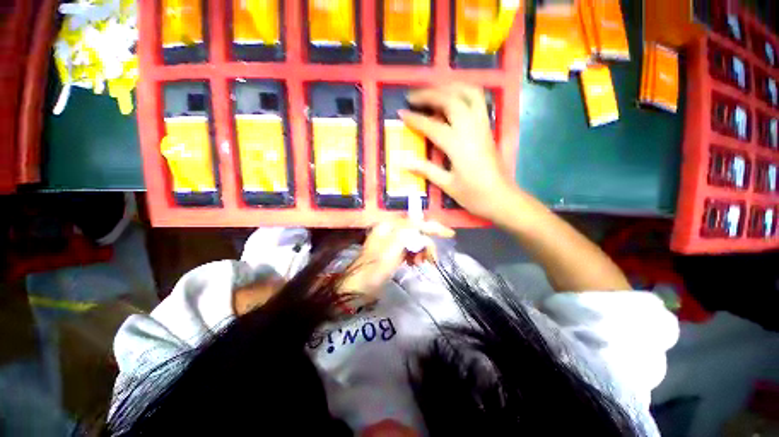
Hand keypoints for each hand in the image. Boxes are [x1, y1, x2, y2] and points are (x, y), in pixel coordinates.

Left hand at [341, 219, 454, 298]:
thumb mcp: (393, 247)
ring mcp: (391, 242)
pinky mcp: (393, 252)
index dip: (433, 227)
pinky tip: (414, 264)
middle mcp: (391, 230)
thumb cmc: (375, 267)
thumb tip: (422, 222)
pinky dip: (415, 256)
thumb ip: (409, 231)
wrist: (359, 286)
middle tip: (432, 259)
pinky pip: (409, 250)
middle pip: (416, 232)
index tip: (449, 234)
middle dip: (426, 244)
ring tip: (420, 263)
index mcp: (389, 225)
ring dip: (421, 251)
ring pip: (414, 242)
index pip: (416, 222)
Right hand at [399, 84, 517, 221]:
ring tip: (432, 91)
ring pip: (468, 93)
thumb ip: (426, 170)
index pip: (432, 125)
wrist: (501, 198)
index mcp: (458, 145)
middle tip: (412, 97)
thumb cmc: (473, 195)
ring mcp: (482, 125)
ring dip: (449, 87)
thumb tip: (403, 163)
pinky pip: (478, 100)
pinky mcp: (488, 127)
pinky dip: (463, 92)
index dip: (415, 119)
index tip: (400, 113)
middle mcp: (471, 129)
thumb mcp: (447, 185)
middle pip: (450, 100)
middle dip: (429, 94)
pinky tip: (453, 97)